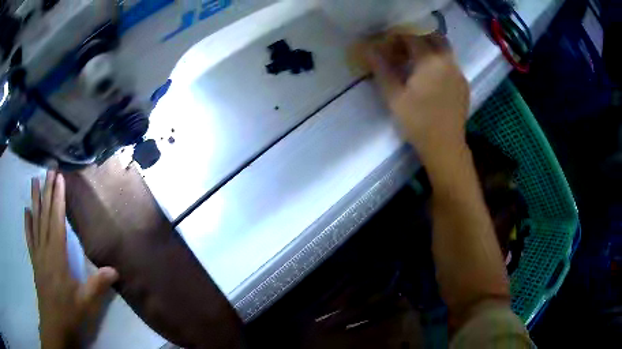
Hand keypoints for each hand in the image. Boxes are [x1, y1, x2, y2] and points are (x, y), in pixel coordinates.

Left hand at [25, 170, 118, 348]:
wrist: (54, 325)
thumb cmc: (69, 312)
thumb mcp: (86, 302)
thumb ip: (98, 285)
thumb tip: (116, 270)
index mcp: (57, 256)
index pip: (56, 221)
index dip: (57, 199)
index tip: (59, 178)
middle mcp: (45, 250)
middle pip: (44, 216)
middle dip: (46, 191)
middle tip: (48, 170)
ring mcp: (37, 254)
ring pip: (35, 222)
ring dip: (35, 201)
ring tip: (34, 181)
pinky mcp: (34, 261)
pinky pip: (29, 238)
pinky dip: (27, 223)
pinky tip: (26, 211)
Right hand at [365, 33, 469, 161]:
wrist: (445, 146)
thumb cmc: (418, 121)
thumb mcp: (394, 96)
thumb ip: (382, 69)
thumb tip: (369, 50)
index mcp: (430, 60)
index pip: (412, 36)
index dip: (398, 38)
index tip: (389, 46)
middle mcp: (448, 61)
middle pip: (434, 37)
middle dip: (418, 38)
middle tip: (405, 51)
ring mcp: (458, 73)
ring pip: (444, 50)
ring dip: (430, 50)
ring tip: (417, 65)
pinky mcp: (463, 85)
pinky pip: (451, 64)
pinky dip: (439, 63)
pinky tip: (431, 79)